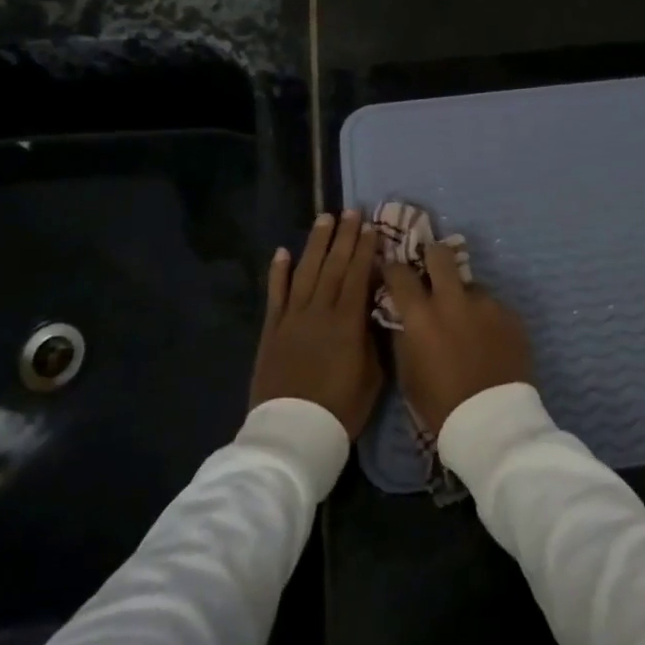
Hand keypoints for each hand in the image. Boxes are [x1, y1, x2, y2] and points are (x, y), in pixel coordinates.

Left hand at [251, 210, 381, 439]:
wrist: (293, 433)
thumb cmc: (340, 410)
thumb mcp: (372, 377)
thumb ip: (373, 340)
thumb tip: (373, 313)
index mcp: (347, 323)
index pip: (358, 276)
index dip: (365, 250)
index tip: (371, 227)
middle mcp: (319, 312)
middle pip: (332, 266)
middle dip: (343, 237)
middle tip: (350, 211)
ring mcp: (292, 319)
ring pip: (305, 272)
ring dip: (315, 244)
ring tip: (324, 219)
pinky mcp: (271, 331)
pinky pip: (276, 295)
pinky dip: (278, 272)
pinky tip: (282, 252)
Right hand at [381, 240, 532, 435]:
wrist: (493, 423)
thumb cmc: (441, 404)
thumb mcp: (408, 373)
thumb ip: (404, 336)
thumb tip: (403, 316)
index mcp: (422, 316)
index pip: (400, 274)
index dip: (393, 269)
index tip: (393, 272)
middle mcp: (453, 301)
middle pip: (440, 255)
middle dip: (433, 256)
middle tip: (432, 271)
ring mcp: (486, 305)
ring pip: (471, 285)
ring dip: (464, 297)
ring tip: (468, 324)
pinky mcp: (511, 315)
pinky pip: (493, 306)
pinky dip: (486, 318)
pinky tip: (488, 340)